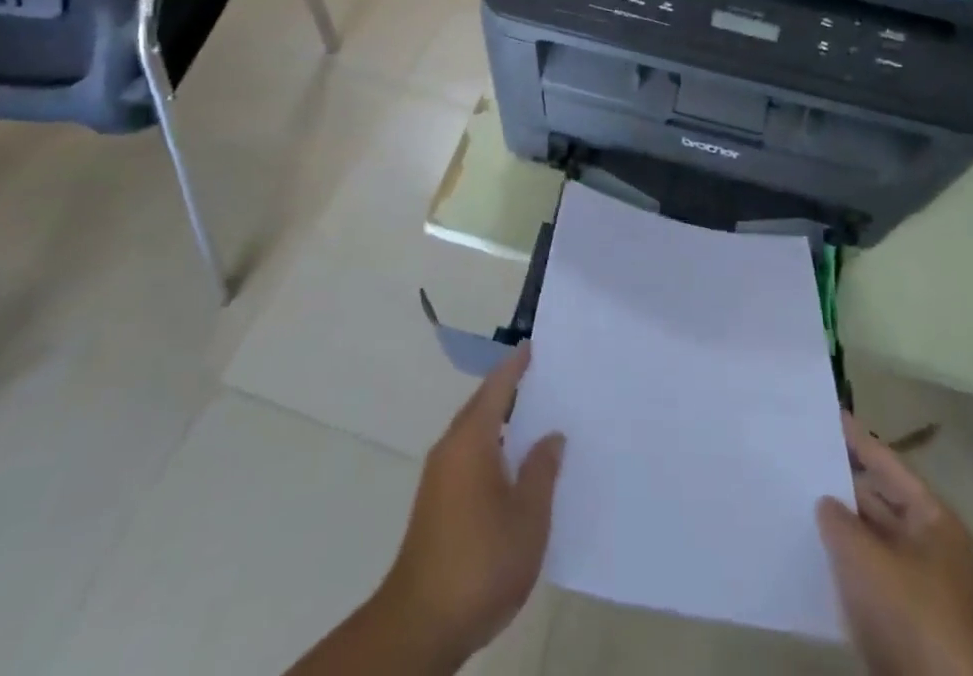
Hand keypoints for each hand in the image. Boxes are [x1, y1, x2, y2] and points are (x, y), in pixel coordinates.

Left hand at [375, 344, 564, 667]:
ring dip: (502, 423)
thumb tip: (551, 435)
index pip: (497, 387)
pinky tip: (514, 468)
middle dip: (510, 391)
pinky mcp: (436, 504)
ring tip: (536, 421)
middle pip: (482, 406)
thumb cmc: (481, 561)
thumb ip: (542, 470)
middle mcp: (450, 448)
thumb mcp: (528, 517)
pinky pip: (468, 456)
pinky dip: (492, 448)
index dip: (516, 366)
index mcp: (471, 439)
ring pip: (475, 433)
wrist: (421, 625)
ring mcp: (439, 477)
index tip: (534, 347)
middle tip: (545, 380)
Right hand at [818, 413, 972, 675]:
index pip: (888, 464)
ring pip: (872, 539)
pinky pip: (868, 574)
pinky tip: (811, 549)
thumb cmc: (907, 610)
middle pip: (880, 500)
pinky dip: (844, 561)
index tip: (826, 413)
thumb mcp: (862, 554)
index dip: (856, 438)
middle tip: (801, 455)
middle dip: (842, 483)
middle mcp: (931, 545)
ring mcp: (919, 584)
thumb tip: (825, 503)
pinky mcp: (904, 619)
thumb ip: (837, 517)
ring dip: (840, 525)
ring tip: (797, 497)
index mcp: (934, 519)